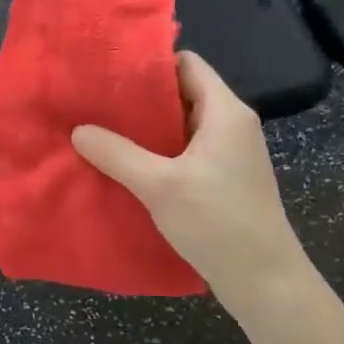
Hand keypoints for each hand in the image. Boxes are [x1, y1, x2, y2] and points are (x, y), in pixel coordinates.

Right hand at [71, 52, 311, 321]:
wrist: (264, 280)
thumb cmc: (217, 222)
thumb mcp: (160, 185)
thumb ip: (117, 154)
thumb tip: (78, 130)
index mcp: (225, 112)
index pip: (187, 64)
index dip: (150, 62)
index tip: (109, 69)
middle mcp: (231, 124)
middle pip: (182, 92)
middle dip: (140, 96)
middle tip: (96, 100)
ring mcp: (228, 153)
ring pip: (181, 124)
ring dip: (146, 127)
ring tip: (102, 127)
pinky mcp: (222, 178)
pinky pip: (184, 150)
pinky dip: (156, 151)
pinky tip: (124, 162)